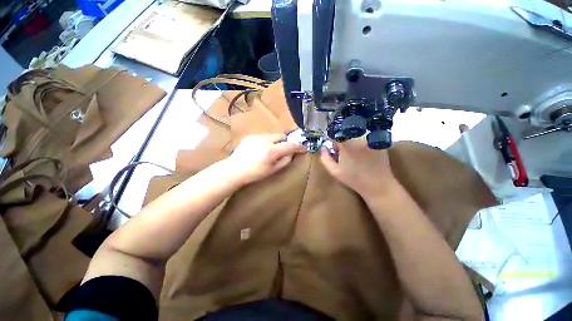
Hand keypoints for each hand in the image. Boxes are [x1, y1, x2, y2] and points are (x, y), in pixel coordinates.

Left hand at [224, 134, 306, 184]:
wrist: (234, 170)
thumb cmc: (254, 174)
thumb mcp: (273, 170)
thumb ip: (285, 161)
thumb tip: (291, 153)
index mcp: (271, 151)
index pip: (290, 145)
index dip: (299, 147)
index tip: (303, 149)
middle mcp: (265, 140)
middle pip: (282, 136)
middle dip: (286, 142)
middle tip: (283, 150)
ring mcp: (257, 136)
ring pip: (273, 135)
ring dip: (276, 141)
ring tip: (270, 151)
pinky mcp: (250, 136)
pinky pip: (264, 136)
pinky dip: (267, 141)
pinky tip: (260, 150)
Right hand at [320, 137, 400, 200]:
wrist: (378, 185)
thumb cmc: (354, 179)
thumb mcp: (334, 171)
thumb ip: (325, 158)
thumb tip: (324, 147)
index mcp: (346, 144)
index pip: (335, 135)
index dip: (332, 143)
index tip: (334, 150)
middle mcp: (358, 138)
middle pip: (345, 135)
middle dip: (342, 143)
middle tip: (344, 156)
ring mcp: (370, 139)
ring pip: (355, 136)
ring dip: (352, 143)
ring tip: (355, 156)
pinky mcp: (378, 142)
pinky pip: (366, 139)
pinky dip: (362, 145)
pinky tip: (364, 156)